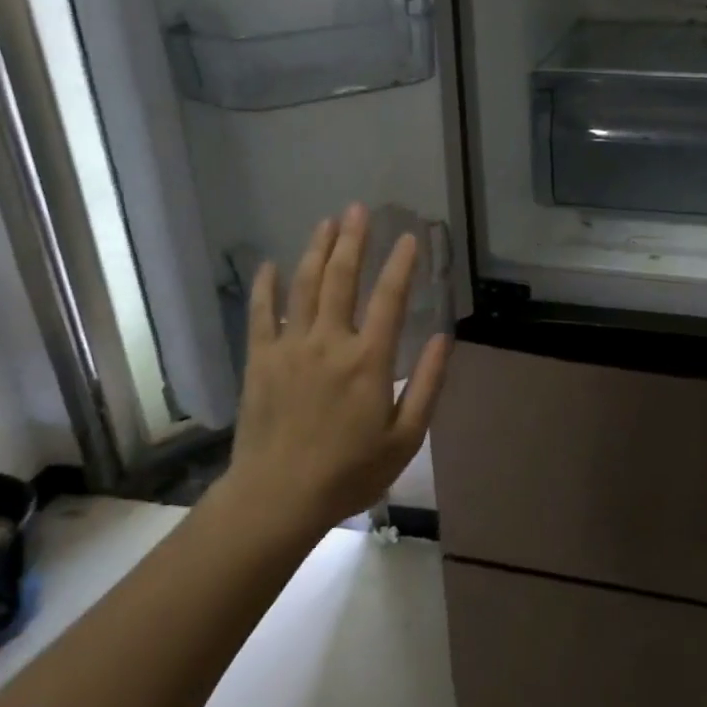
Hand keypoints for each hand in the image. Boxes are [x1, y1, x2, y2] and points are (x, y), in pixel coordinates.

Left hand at [226, 204, 451, 538]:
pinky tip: (271, 264)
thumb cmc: (349, 472)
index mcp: (369, 360)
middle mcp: (330, 342)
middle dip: (353, 240)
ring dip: (317, 250)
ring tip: (326, 222)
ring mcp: (291, 347)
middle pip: (342, 278)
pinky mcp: (261, 359)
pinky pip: (261, 313)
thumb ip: (427, 385)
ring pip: (305, 286)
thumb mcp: (405, 438)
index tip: (410, 237)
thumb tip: (445, 338)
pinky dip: (266, 286)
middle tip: (358, 208)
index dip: (402, 264)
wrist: (277, 498)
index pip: (390, 298)